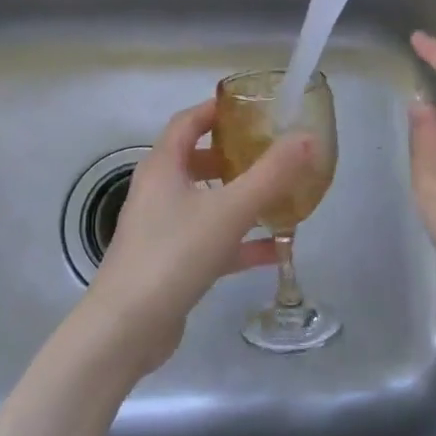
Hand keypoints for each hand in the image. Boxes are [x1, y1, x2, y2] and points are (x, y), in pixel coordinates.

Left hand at [76, 98, 319, 378]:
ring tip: (280, 197)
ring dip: (241, 199)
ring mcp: (163, 229)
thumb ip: (271, 174)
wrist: (127, 328)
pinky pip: (211, 241)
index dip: (217, 110)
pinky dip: (240, 241)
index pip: (187, 122)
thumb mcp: (229, 210)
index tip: (252, 107)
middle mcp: (158, 192)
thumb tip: (307, 137)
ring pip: (206, 202)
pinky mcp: (172, 263)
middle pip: (196, 161)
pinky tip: (275, 250)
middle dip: (234, 155)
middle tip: (271, 153)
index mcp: (163, 167)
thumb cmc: (174, 254)